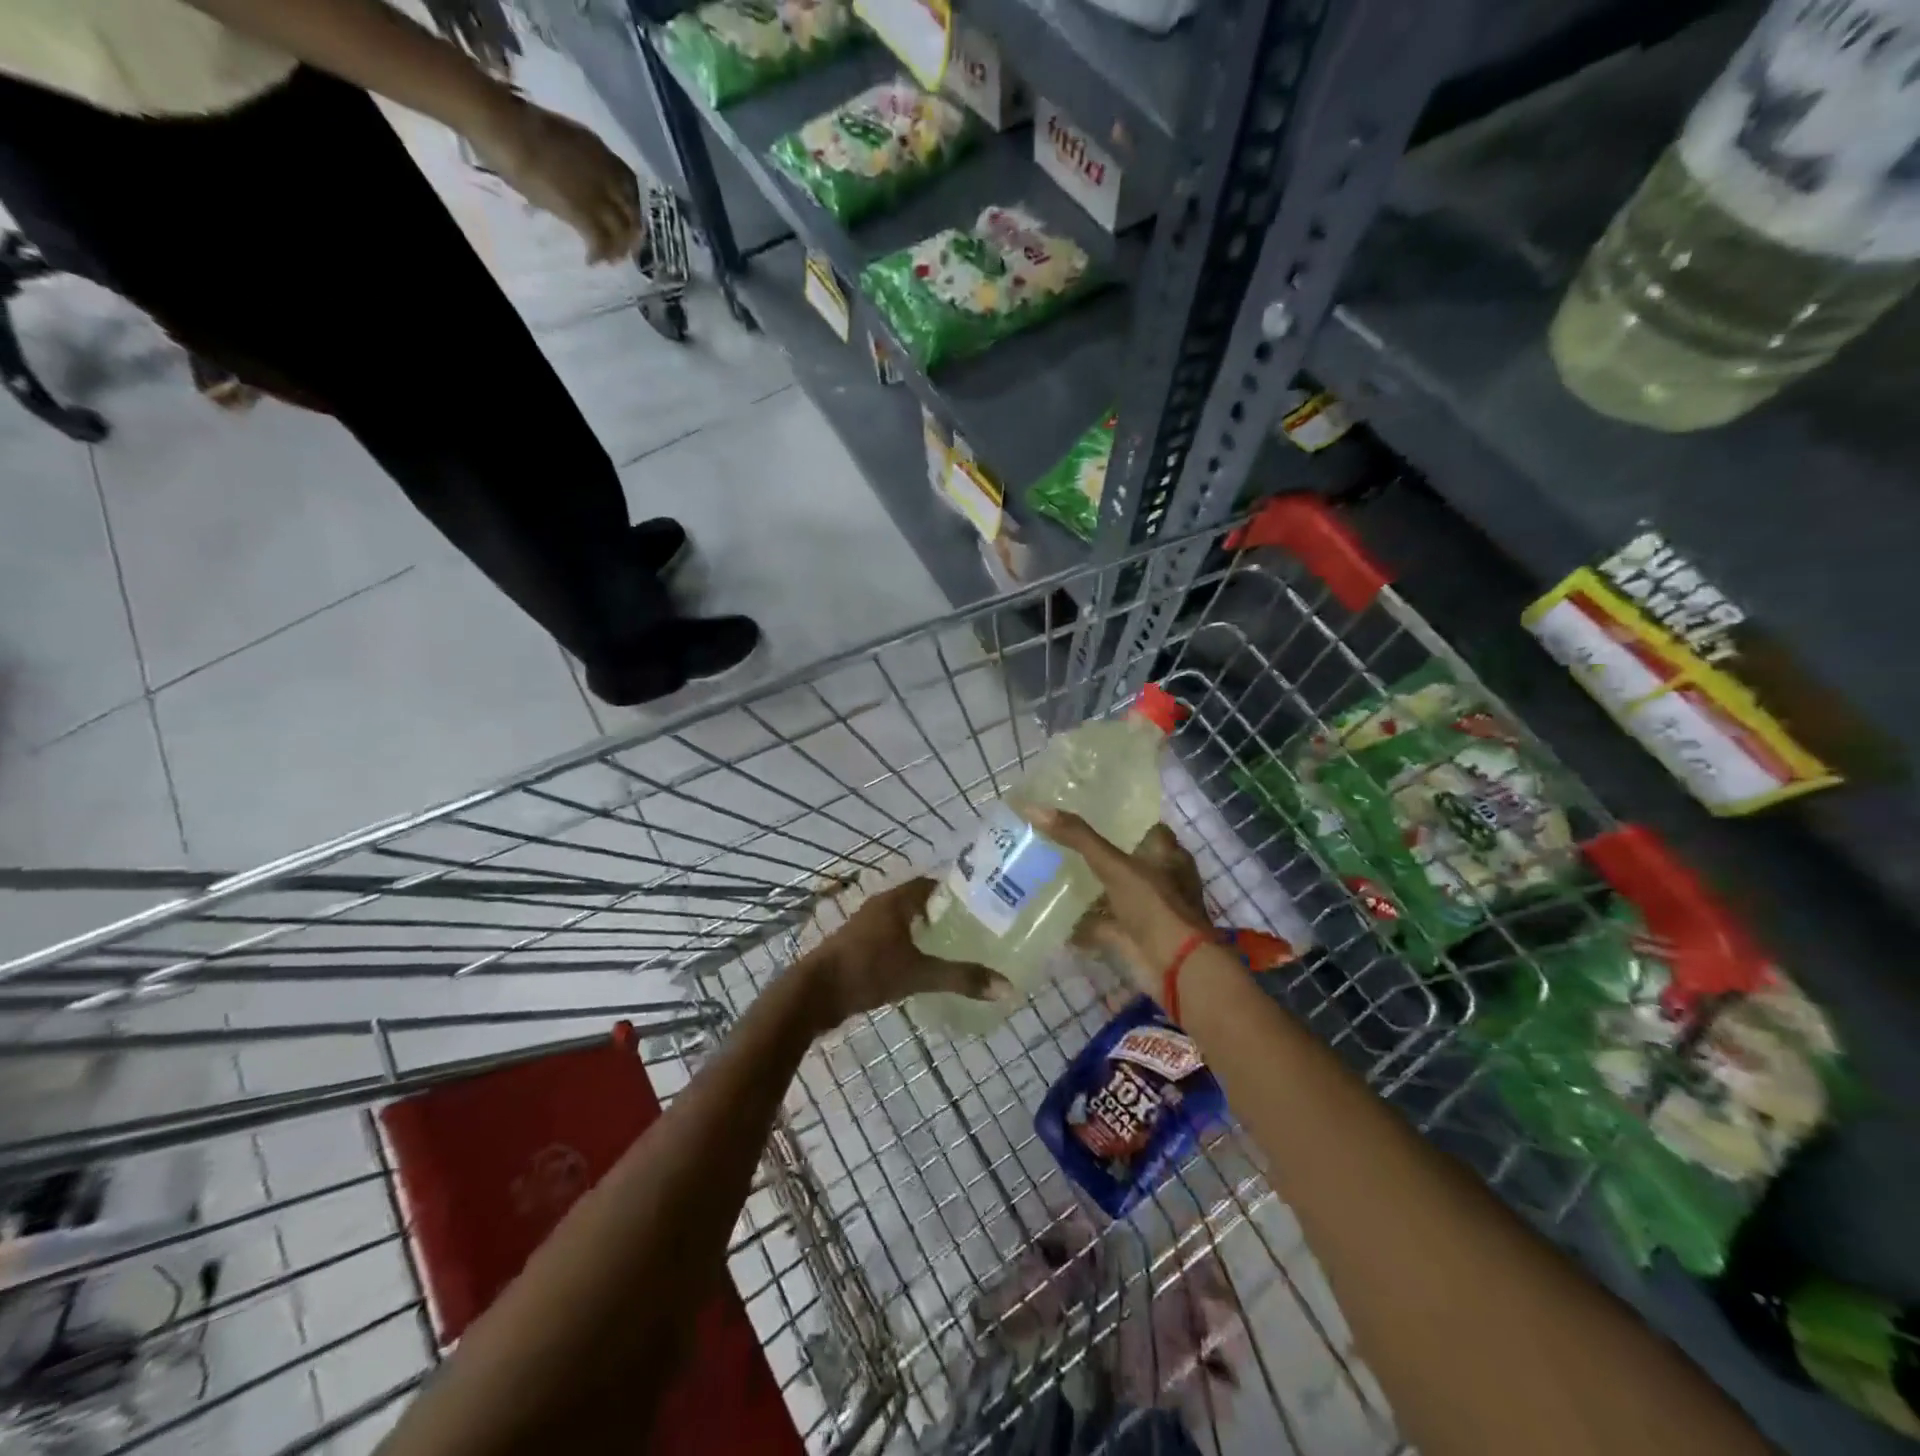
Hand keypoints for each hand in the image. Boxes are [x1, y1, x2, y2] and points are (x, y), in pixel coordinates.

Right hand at [468, 94, 642, 262]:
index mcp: (600, 152)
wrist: (504, 127)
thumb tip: (575, 179)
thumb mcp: (563, 139)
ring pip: (620, 232)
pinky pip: (600, 241)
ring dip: (616, 250)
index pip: (630, 184)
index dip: (632, 207)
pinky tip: (591, 260)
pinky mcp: (582, 212)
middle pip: (631, 214)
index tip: (627, 220)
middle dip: (630, 235)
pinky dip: (598, 254)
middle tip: (622, 249)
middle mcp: (606, 175)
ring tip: (608, 260)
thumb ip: (577, 161)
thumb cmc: (521, 126)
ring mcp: (596, 195)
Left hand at [801, 878, 1010, 1029]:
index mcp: (895, 901)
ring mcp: (865, 928)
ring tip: (953, 948)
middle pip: (918, 902)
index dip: (955, 892)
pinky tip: (922, 966)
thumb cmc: (867, 971)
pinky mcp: (857, 948)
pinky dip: (908, 947)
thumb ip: (960, 978)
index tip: (980, 904)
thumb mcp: (918, 975)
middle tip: (973, 929)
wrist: (813, 994)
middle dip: (942, 914)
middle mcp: (880, 907)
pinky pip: (890, 939)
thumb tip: (1006, 987)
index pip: (931, 884)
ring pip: (902, 922)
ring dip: (923, 932)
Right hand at [1028, 810, 1215, 998]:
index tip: (1082, 810)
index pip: (1142, 826)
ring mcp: (1147, 909)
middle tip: (1055, 840)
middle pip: (1124, 859)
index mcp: (1167, 854)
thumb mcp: (1115, 865)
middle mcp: (1161, 878)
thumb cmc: (1154, 905)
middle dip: (1095, 854)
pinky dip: (1082, 923)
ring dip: (1088, 888)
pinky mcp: (1133, 936)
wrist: (1174, 967)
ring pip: (1112, 892)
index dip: (1117, 818)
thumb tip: (1034, 807)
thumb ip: (1077, 837)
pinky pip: (1102, 924)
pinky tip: (1054, 917)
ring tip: (1048, 873)